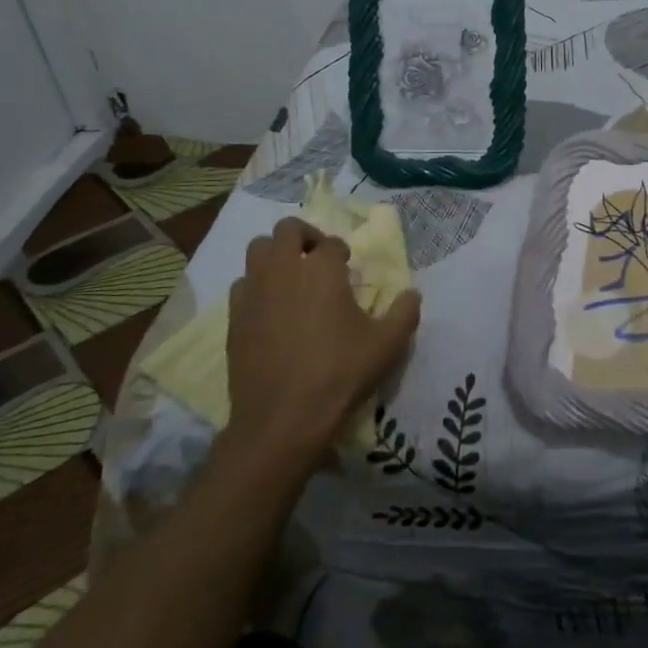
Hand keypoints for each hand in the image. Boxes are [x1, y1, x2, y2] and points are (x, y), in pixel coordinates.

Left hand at [225, 218, 420, 461]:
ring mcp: (254, 290)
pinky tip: (270, 308)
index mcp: (322, 268)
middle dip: (304, 236)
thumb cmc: (339, 374)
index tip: (347, 268)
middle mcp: (284, 268)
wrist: (282, 418)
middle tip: (317, 258)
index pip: (331, 243)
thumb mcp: (387, 345)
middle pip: (287, 229)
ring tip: (292, 277)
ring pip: (258, 249)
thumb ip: (405, 313)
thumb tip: (413, 293)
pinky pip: (242, 283)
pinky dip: (256, 285)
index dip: (341, 252)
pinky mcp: (234, 316)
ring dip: (276, 254)